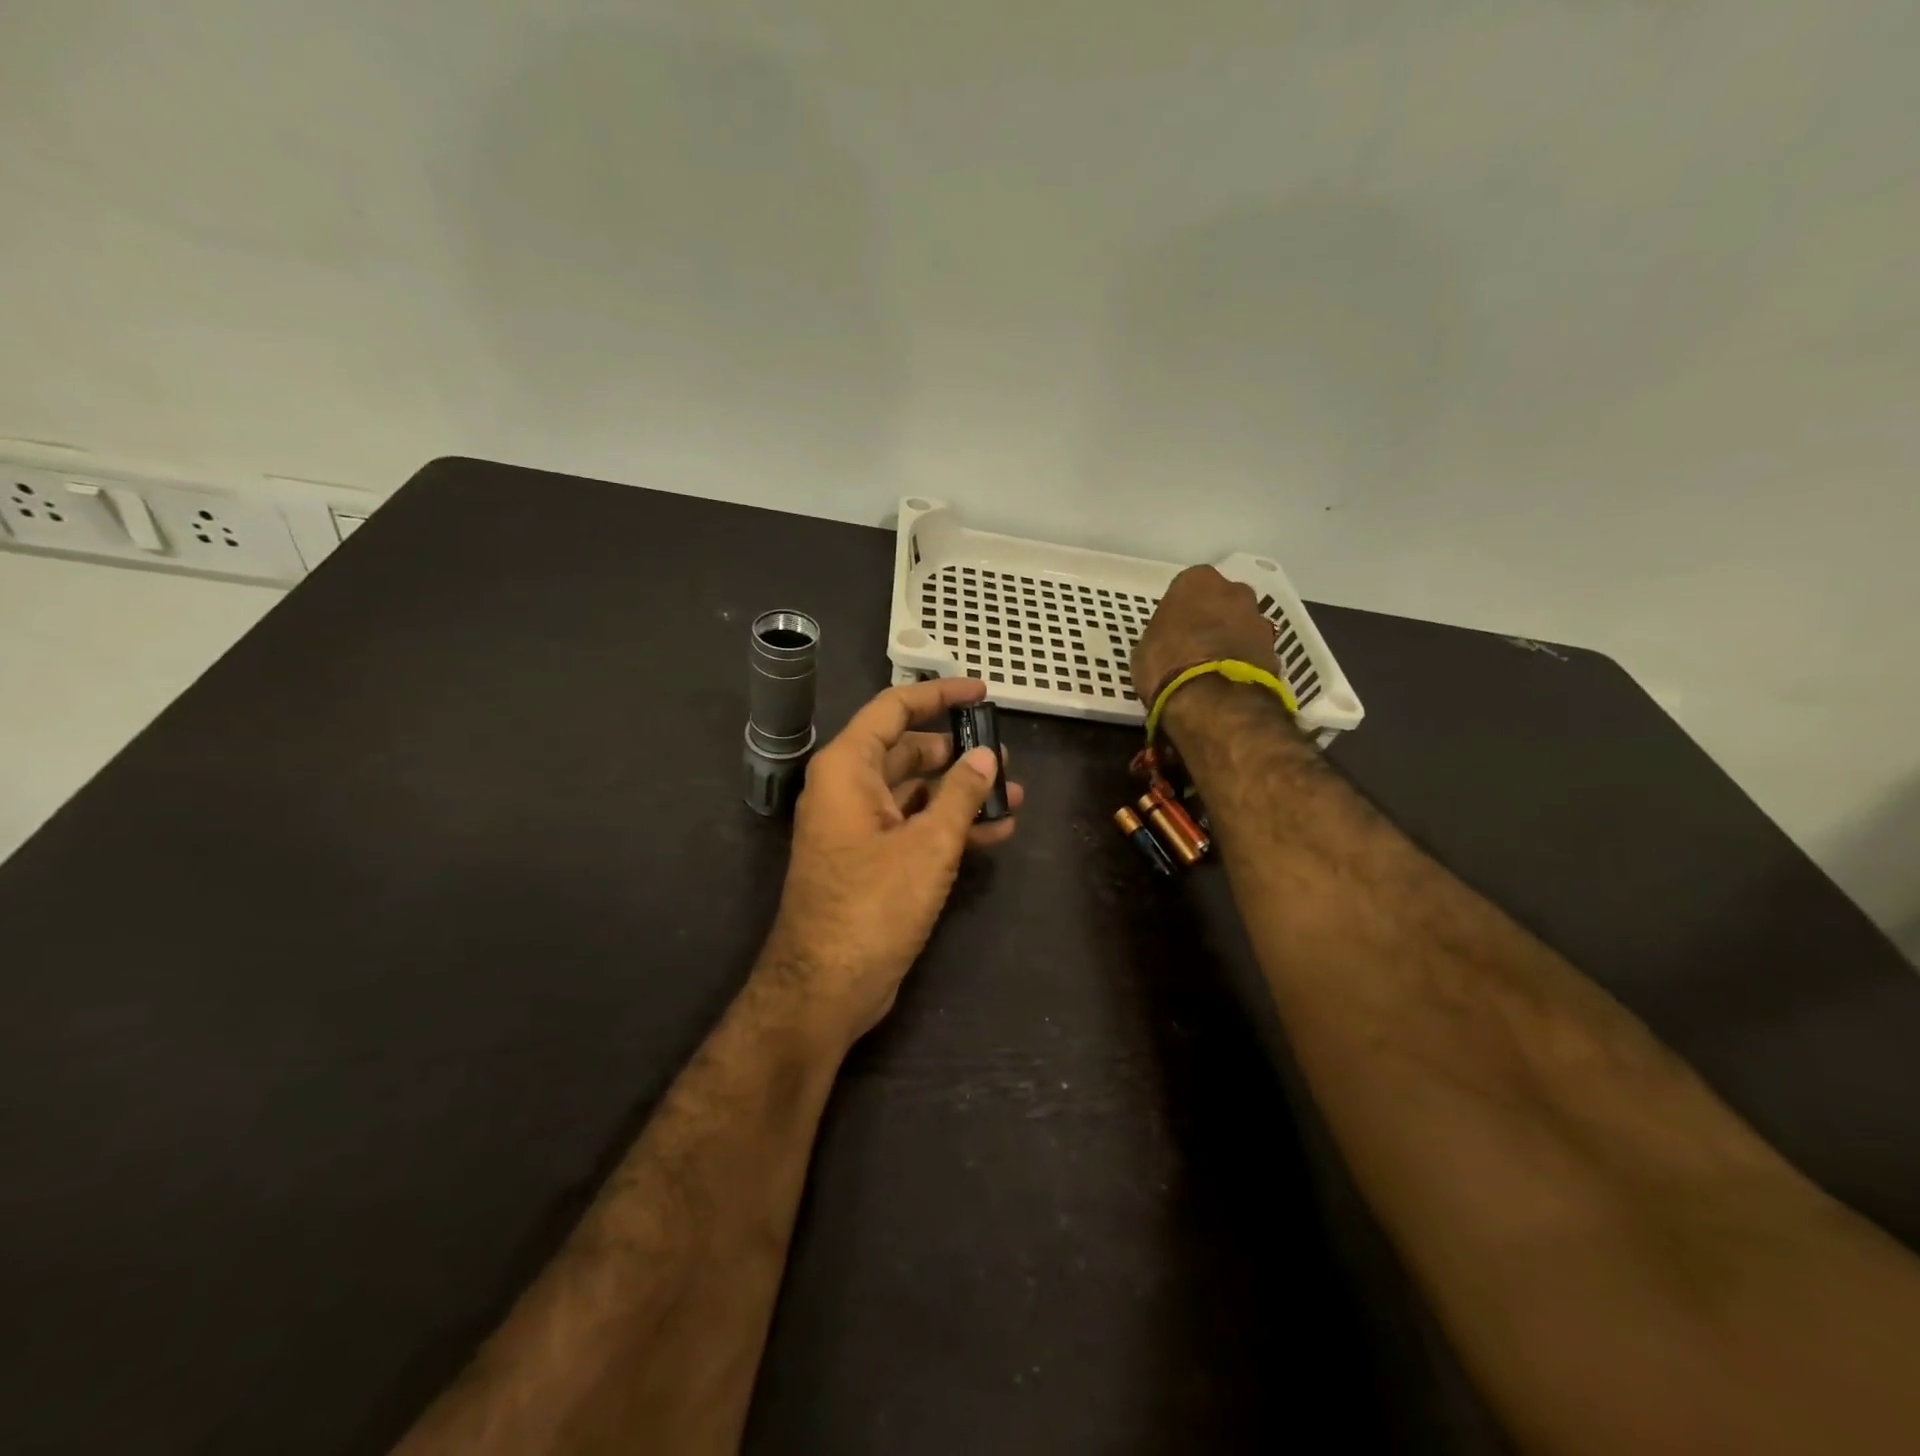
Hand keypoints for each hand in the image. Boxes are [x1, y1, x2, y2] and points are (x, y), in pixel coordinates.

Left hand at [762, 677, 1022, 1046]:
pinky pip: (913, 827)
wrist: (825, 987)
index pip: (894, 709)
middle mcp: (849, 789)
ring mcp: (859, 827)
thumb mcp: (928, 845)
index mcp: (848, 769)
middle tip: (1007, 757)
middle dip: (958, 752)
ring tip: (1015, 795)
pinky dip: (949, 826)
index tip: (982, 693)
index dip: (939, 696)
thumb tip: (987, 757)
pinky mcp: (871, 861)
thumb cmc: (873, 904)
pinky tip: (996, 832)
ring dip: (961, 793)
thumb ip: (961, 794)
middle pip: (908, 751)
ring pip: (916, 792)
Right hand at [1131, 565, 1281, 708]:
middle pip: (1222, 602)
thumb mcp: (1144, 650)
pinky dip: (1244, 664)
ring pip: (1242, 626)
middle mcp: (1235, 591)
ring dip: (1232, 642)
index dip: (1180, 611)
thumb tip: (1169, 645)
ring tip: (1213, 671)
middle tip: (1195, 647)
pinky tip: (1228, 685)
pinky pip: (1254, 653)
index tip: (1173, 630)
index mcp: (1197, 581)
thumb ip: (1161, 637)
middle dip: (1213, 619)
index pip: (1188, 588)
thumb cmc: (1167, 666)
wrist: (1215, 701)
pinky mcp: (1277, 652)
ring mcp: (1260, 621)